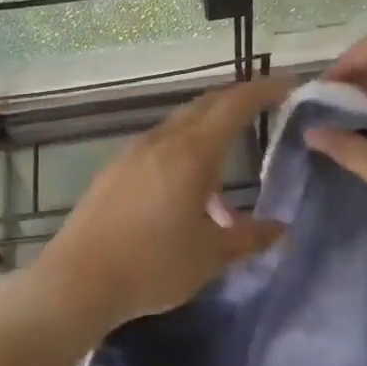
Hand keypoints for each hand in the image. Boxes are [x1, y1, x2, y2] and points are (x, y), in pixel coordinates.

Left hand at [38, 76, 294, 332]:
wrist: (77, 281)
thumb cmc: (152, 265)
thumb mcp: (210, 255)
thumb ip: (249, 237)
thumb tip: (280, 229)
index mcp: (192, 153)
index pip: (235, 105)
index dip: (264, 90)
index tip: (289, 84)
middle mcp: (162, 141)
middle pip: (206, 106)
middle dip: (238, 101)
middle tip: (265, 107)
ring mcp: (134, 153)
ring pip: (180, 126)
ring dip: (209, 131)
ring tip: (228, 168)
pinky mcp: (115, 171)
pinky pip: (160, 146)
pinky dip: (184, 152)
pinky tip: (188, 193)